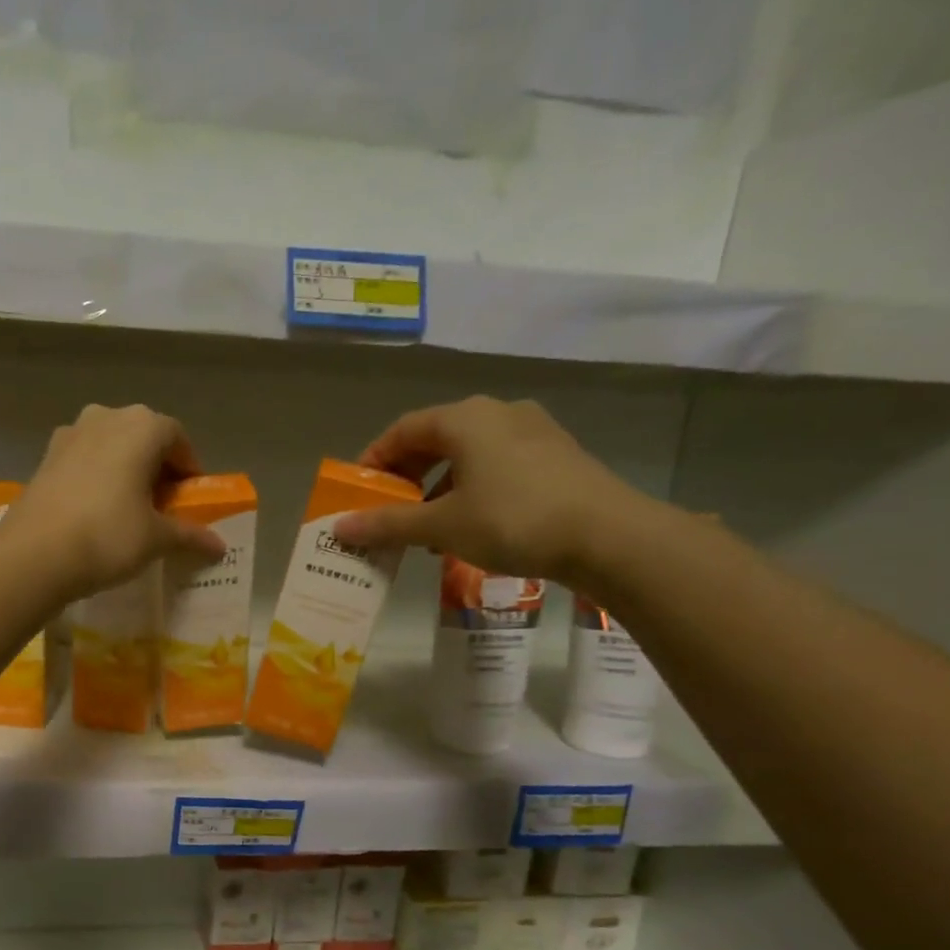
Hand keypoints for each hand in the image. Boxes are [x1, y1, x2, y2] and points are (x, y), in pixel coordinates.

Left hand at [9, 404, 227, 601]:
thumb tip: (218, 546)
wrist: (34, 553)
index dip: (189, 468)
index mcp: (142, 426)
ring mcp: (70, 433)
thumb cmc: (108, 536)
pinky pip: (84, 458)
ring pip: (111, 445)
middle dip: (157, 467)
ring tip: (129, 507)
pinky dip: (98, 475)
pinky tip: (96, 509)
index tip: (190, 499)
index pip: (177, 438)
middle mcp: (106, 417)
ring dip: (125, 469)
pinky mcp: (46, 455)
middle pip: (143, 437)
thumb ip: (189, 535)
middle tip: (163, 505)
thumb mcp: (156, 539)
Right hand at [332, 397, 651, 584]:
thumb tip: (341, 527)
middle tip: (388, 508)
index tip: (358, 490)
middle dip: (406, 474)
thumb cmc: (513, 520)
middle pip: (435, 438)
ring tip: (425, 524)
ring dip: (437, 485)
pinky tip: (469, 525)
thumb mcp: (442, 525)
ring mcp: (532, 431)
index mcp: (465, 419)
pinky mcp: (556, 455)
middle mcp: (497, 413)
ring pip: (468, 453)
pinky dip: (471, 488)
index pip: (403, 429)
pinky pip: (497, 464)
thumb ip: (389, 524)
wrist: (608, 536)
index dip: (374, 458)